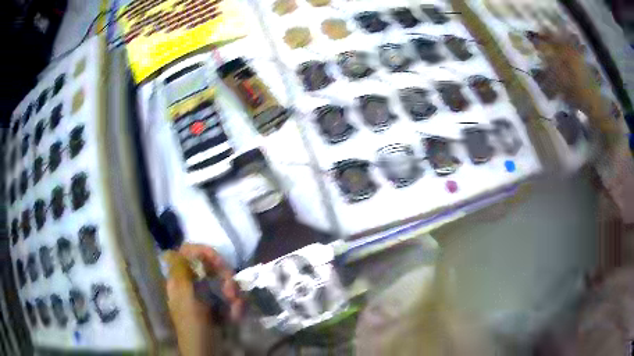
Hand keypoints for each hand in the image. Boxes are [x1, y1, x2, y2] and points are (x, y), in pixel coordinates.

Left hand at [164, 244, 242, 355]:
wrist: (208, 352)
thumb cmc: (193, 327)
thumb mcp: (186, 301)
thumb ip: (181, 275)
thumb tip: (170, 251)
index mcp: (180, 281)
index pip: (188, 254)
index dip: (202, 252)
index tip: (217, 260)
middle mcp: (193, 284)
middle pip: (209, 265)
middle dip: (223, 275)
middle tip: (231, 290)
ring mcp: (208, 295)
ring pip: (223, 280)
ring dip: (233, 291)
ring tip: (236, 307)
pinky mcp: (220, 306)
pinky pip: (231, 296)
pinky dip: (236, 304)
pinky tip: (237, 314)